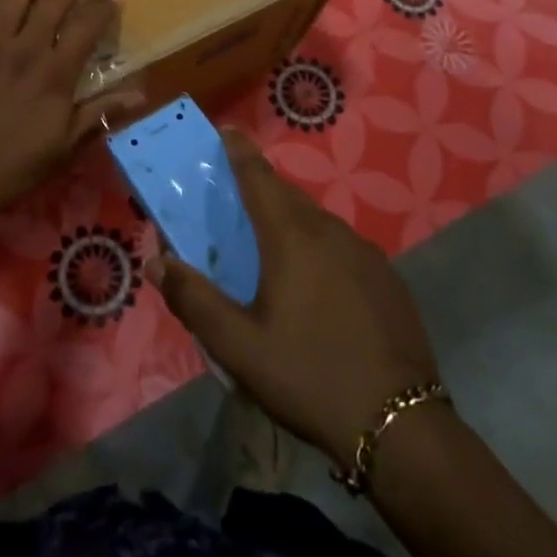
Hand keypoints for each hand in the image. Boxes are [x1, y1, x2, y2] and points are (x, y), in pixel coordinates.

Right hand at [150, 131, 440, 464]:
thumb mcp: (239, 347)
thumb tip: (155, 260)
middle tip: (237, 201)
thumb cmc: (309, 376)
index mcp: (292, 237)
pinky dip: (320, 249)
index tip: (226, 130)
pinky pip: (343, 247)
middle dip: (262, 190)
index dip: (239, 152)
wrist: (400, 426)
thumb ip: (194, 300)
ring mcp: (365, 252)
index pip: (258, 178)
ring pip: (318, 222)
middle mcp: (330, 231)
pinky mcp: (388, 278)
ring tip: (273, 249)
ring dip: (291, 223)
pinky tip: (317, 287)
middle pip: (288, 197)